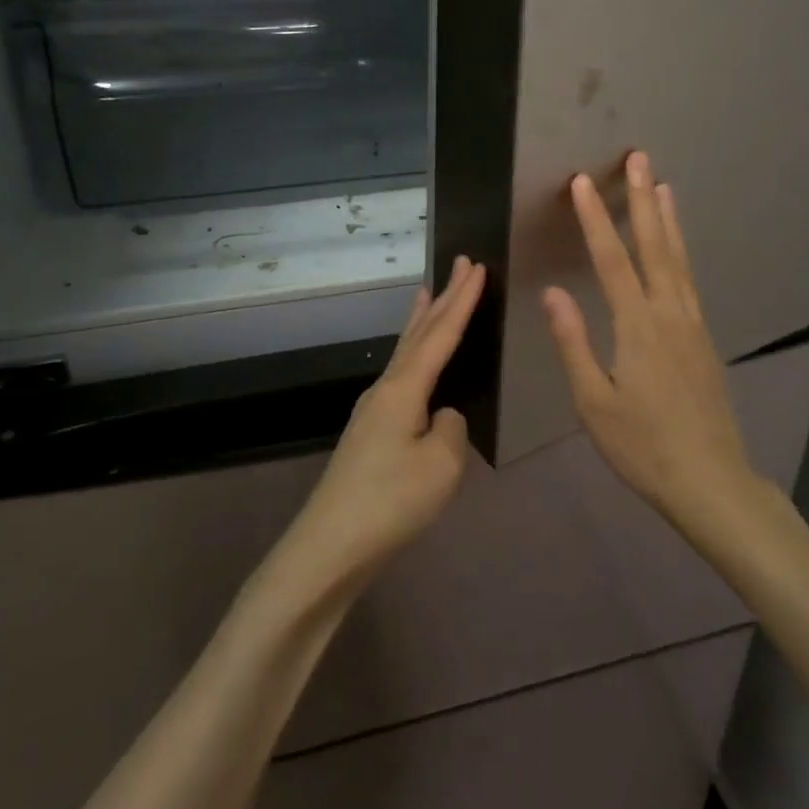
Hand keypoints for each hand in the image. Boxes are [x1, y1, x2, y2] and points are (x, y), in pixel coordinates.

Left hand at [277, 256, 485, 600]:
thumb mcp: (441, 465)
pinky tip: (417, 363)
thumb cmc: (391, 502)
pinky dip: (413, 352)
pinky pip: (400, 374)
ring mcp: (373, 409)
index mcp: (404, 388)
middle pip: (419, 333)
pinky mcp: (370, 431)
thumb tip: (443, 416)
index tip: (478, 266)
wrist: (330, 545)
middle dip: (443, 297)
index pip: (441, 334)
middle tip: (459, 263)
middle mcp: (386, 387)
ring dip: (423, 320)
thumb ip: (450, 428)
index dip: (463, 300)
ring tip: (430, 293)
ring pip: (405, 351)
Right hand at [542, 152, 753, 525]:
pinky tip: (676, 247)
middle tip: (639, 158)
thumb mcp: (594, 402)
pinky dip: (680, 251)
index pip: (612, 260)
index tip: (582, 182)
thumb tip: (552, 291)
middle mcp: (670, 314)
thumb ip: (574, 343)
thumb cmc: (643, 446)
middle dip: (643, 199)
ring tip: (662, 184)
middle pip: (654, 246)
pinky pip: (689, 279)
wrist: (711, 481)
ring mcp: (692, 324)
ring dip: (667, 219)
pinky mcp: (703, 338)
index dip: (595, 219)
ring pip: (677, 259)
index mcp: (638, 327)